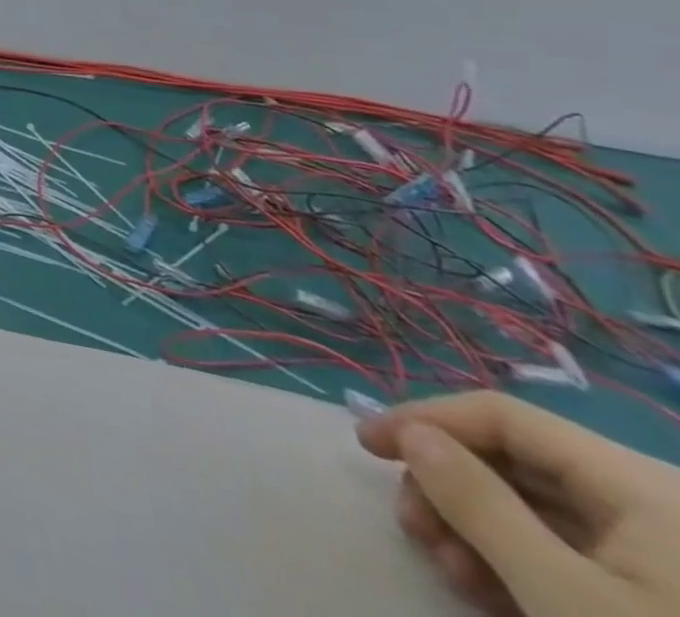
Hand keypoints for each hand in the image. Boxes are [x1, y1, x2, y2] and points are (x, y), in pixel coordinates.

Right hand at [357, 391, 679, 615]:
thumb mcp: (567, 599)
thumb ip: (479, 505)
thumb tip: (411, 435)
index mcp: (643, 486)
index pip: (502, 415)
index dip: (425, 419)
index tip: (365, 444)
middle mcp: (656, 504)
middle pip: (517, 462)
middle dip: (449, 487)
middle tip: (409, 526)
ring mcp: (669, 555)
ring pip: (539, 510)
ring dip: (475, 528)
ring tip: (445, 568)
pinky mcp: (666, 595)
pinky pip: (573, 553)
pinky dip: (518, 561)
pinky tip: (487, 590)